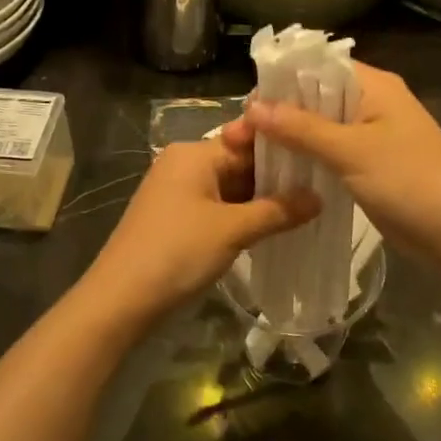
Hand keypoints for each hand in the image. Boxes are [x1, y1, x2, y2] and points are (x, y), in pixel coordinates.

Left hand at [86, 138, 318, 327]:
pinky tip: (272, 226)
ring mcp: (177, 191)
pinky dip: (242, 214)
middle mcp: (184, 163)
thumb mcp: (232, 230)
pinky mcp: (175, 216)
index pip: (248, 139)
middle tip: (321, 185)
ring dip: (261, 198)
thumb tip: (319, 198)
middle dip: (276, 177)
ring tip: (306, 206)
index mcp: (194, 153)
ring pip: (230, 186)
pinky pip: (217, 205)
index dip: (284, 149)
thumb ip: (278, 211)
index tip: (320, 156)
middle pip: (240, 162)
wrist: (119, 300)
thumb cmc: (177, 252)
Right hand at [227, 62, 440, 261]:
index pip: (317, 67)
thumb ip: (302, 128)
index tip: (245, 106)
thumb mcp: (352, 151)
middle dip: (278, 113)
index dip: (280, 81)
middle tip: (236, 136)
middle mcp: (372, 102)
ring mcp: (372, 135)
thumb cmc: (410, 182)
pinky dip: (306, 158)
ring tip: (247, 153)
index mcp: (374, 85)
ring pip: (320, 127)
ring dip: (289, 138)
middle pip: (315, 97)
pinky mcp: (370, 164)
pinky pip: (330, 152)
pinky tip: (277, 171)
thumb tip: (253, 107)